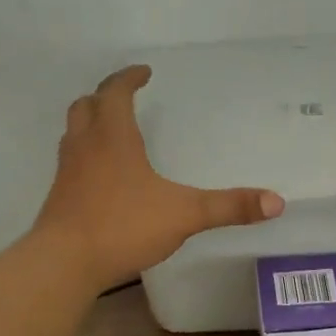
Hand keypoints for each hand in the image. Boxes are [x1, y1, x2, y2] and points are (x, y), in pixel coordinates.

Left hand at [32, 65, 285, 288]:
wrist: (63, 263)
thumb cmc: (122, 226)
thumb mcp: (184, 214)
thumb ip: (229, 207)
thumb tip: (277, 202)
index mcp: (112, 137)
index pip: (115, 92)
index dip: (128, 78)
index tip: (144, 72)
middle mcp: (85, 146)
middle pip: (86, 106)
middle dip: (104, 95)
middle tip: (123, 96)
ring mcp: (67, 172)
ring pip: (73, 133)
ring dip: (90, 123)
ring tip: (111, 130)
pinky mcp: (58, 197)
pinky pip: (71, 162)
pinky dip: (85, 154)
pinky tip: (102, 176)